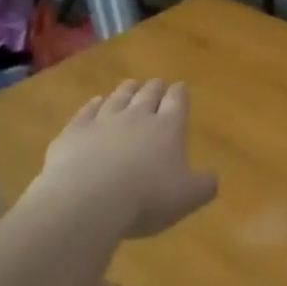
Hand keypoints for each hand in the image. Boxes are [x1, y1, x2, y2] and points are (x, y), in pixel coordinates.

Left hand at [32, 79, 216, 238]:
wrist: (86, 201)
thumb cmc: (146, 198)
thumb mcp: (187, 198)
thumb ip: (204, 185)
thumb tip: (212, 178)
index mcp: (168, 127)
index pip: (177, 101)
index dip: (180, 93)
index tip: (180, 87)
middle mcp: (137, 116)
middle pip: (148, 93)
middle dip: (155, 88)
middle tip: (157, 84)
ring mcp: (103, 121)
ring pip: (118, 97)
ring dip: (126, 90)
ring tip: (131, 85)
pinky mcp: (74, 131)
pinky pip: (86, 110)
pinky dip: (93, 104)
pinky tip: (95, 101)